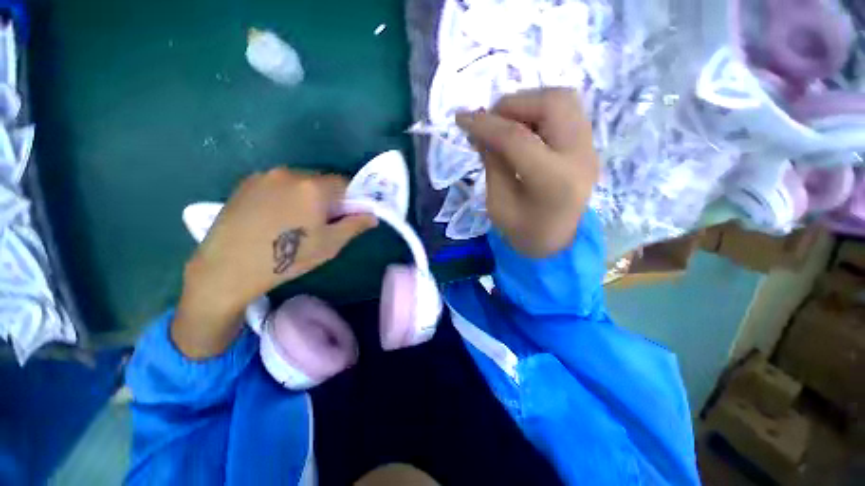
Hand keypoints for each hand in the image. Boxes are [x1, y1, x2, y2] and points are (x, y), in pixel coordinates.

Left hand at [172, 168, 376, 358]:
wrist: (227, 268)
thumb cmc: (287, 257)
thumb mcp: (330, 245)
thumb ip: (355, 225)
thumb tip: (373, 215)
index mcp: (314, 187)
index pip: (346, 183)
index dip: (352, 199)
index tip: (348, 215)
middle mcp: (290, 173)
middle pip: (322, 180)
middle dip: (329, 197)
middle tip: (322, 221)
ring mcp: (265, 175)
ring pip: (300, 182)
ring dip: (307, 196)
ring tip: (296, 220)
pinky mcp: (246, 182)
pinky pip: (278, 184)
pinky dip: (286, 195)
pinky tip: (276, 217)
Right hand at [456, 88, 598, 257]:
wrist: (557, 242)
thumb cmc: (523, 231)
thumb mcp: (498, 203)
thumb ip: (491, 163)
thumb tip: (481, 130)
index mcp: (553, 180)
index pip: (517, 138)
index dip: (486, 125)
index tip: (461, 119)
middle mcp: (579, 156)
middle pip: (551, 104)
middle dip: (512, 105)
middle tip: (489, 121)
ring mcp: (589, 147)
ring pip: (562, 99)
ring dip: (527, 103)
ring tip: (504, 123)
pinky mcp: (588, 144)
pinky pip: (566, 109)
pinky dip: (539, 109)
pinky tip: (522, 127)